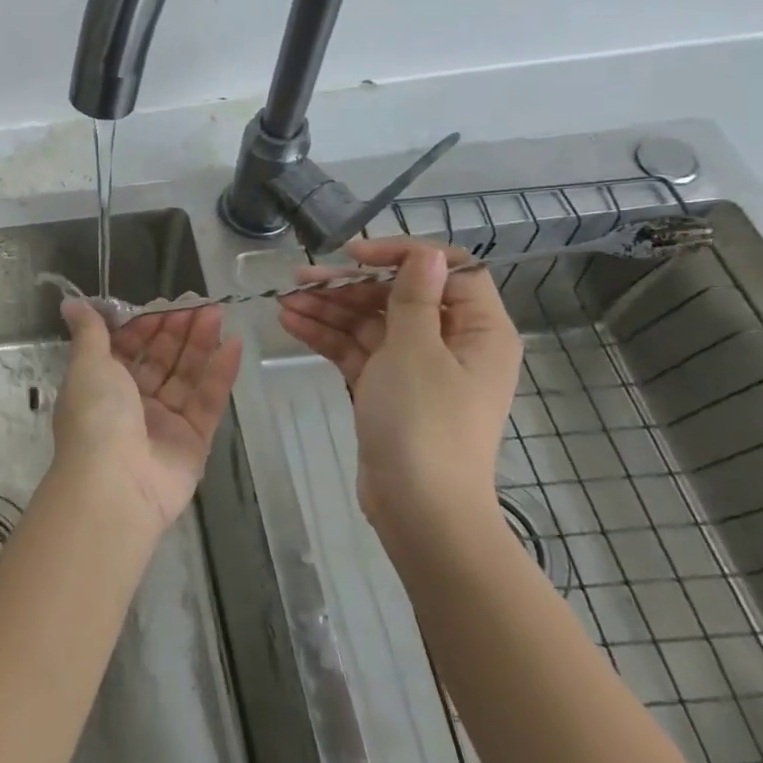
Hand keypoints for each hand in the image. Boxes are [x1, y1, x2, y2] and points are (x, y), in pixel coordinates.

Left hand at [54, 301, 242, 531]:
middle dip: (177, 331)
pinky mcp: (193, 442)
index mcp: (101, 384)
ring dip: (200, 345)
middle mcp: (131, 403)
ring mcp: (164, 423)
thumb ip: (89, 332)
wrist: (115, 484)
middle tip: (200, 303)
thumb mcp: (88, 364)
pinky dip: (220, 374)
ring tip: (218, 313)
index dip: (144, 326)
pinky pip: (208, 401)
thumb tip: (70, 303)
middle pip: (159, 360)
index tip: (164, 305)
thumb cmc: (96, 415)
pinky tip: (233, 345)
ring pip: (185, 376)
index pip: (127, 348)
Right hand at [278, 238, 520, 541]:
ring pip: (370, 323)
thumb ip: (414, 298)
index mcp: (478, 330)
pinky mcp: (387, 389)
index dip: (400, 255)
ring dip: (329, 310)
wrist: (419, 508)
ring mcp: (416, 368)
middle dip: (348, 286)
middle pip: (398, 296)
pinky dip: (327, 337)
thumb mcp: (416, 350)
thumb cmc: (424, 422)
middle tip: (299, 279)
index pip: (448, 271)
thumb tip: (426, 255)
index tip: (353, 255)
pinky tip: (291, 323)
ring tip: (283, 300)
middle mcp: (451, 343)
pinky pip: (357, 351)